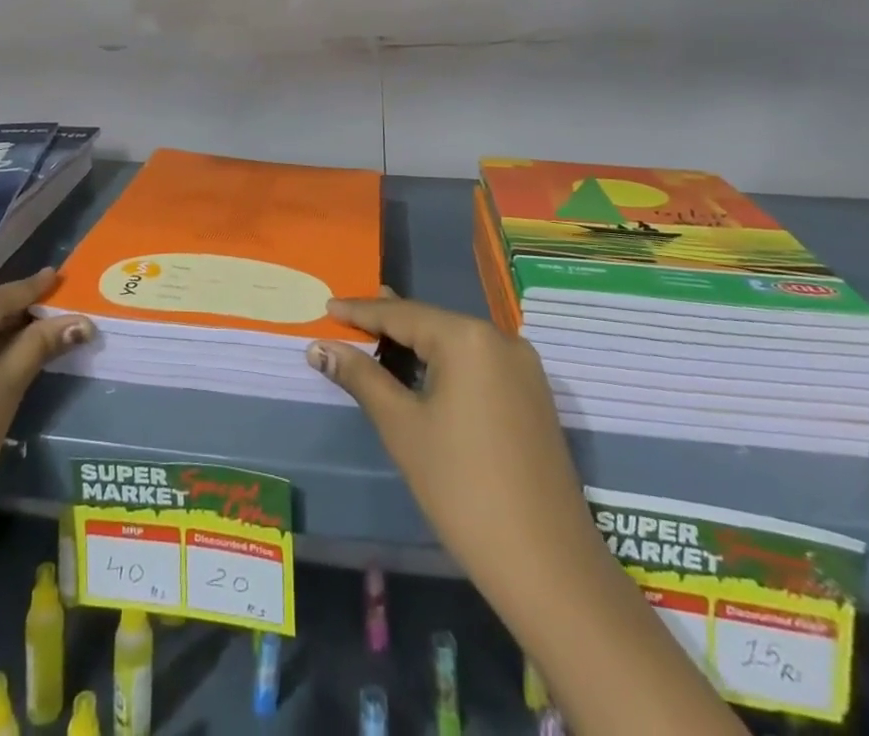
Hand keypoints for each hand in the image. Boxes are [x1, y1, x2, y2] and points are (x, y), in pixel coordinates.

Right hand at [306, 296, 601, 622]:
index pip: (401, 314)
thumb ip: (361, 378)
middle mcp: (500, 339)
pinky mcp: (533, 395)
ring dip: (417, 342)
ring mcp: (523, 367)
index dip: (360, 311)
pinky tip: (424, 369)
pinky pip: (478, 362)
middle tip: (348, 314)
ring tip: (379, 335)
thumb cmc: (462, 489)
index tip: (328, 305)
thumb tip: (320, 347)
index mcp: (467, 337)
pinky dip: (445, 361)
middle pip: (432, 322)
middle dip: (389, 321)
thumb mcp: (402, 427)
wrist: (548, 565)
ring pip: (456, 341)